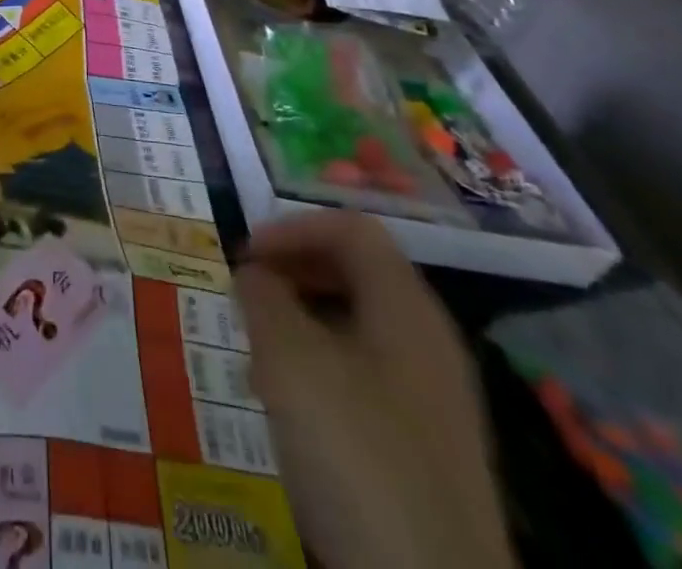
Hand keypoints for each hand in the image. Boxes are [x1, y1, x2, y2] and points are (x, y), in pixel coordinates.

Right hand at [235, 212, 515, 568]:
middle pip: (359, 272)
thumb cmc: (356, 453)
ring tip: (260, 348)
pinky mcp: (428, 449)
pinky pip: (369, 375)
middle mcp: (429, 340)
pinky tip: (293, 406)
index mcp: (406, 306)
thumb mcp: (289, 360)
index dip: (294, 228)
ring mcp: (435, 398)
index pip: (352, 229)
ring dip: (304, 319)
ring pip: (360, 326)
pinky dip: (323, 365)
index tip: (246, 254)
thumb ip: (263, 297)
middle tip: (249, 292)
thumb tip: (255, 273)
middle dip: (296, 270)